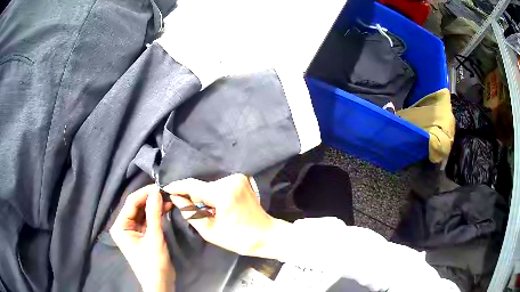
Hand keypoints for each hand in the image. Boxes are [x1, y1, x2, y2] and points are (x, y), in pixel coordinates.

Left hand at [110, 185, 175, 291]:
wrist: (160, 284)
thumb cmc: (153, 264)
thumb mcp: (154, 238)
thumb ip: (154, 214)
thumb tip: (156, 191)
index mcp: (120, 226)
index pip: (131, 203)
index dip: (145, 193)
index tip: (160, 186)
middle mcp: (123, 226)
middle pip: (137, 206)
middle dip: (150, 199)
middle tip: (166, 191)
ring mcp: (132, 230)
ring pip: (143, 212)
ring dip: (155, 206)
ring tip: (168, 199)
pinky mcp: (142, 234)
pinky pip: (148, 220)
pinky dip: (156, 214)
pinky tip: (166, 208)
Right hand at [164, 174, 291, 258]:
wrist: (266, 235)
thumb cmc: (239, 238)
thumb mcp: (210, 231)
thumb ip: (190, 213)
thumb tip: (176, 198)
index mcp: (223, 193)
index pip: (193, 185)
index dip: (177, 187)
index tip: (165, 189)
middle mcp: (230, 180)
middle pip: (201, 186)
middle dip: (194, 198)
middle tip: (196, 213)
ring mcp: (237, 178)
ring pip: (209, 185)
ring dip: (204, 197)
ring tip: (210, 213)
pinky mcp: (241, 180)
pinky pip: (218, 185)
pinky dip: (213, 195)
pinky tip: (218, 207)